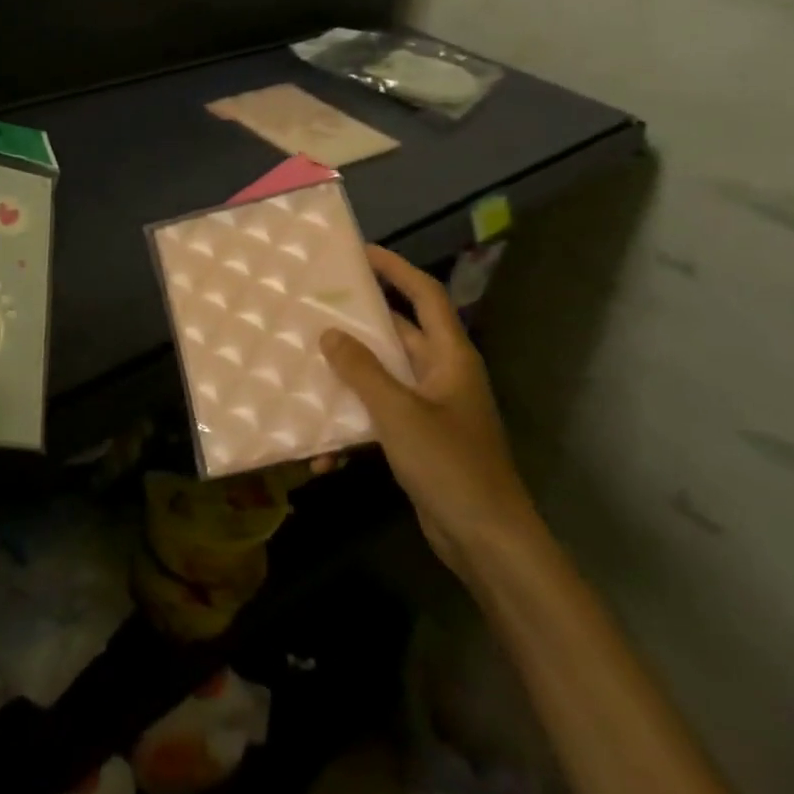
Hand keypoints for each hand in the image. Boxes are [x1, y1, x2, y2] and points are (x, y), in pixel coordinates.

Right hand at [319, 245, 538, 572]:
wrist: (486, 540)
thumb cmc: (450, 465)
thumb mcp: (399, 413)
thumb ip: (362, 370)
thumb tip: (330, 334)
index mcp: (450, 357)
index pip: (426, 296)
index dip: (397, 270)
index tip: (362, 252)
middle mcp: (442, 375)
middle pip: (399, 335)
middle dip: (359, 324)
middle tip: (317, 309)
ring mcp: (432, 409)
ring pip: (383, 379)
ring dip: (348, 381)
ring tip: (306, 371)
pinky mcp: (419, 440)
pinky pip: (379, 418)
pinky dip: (353, 429)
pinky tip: (324, 455)